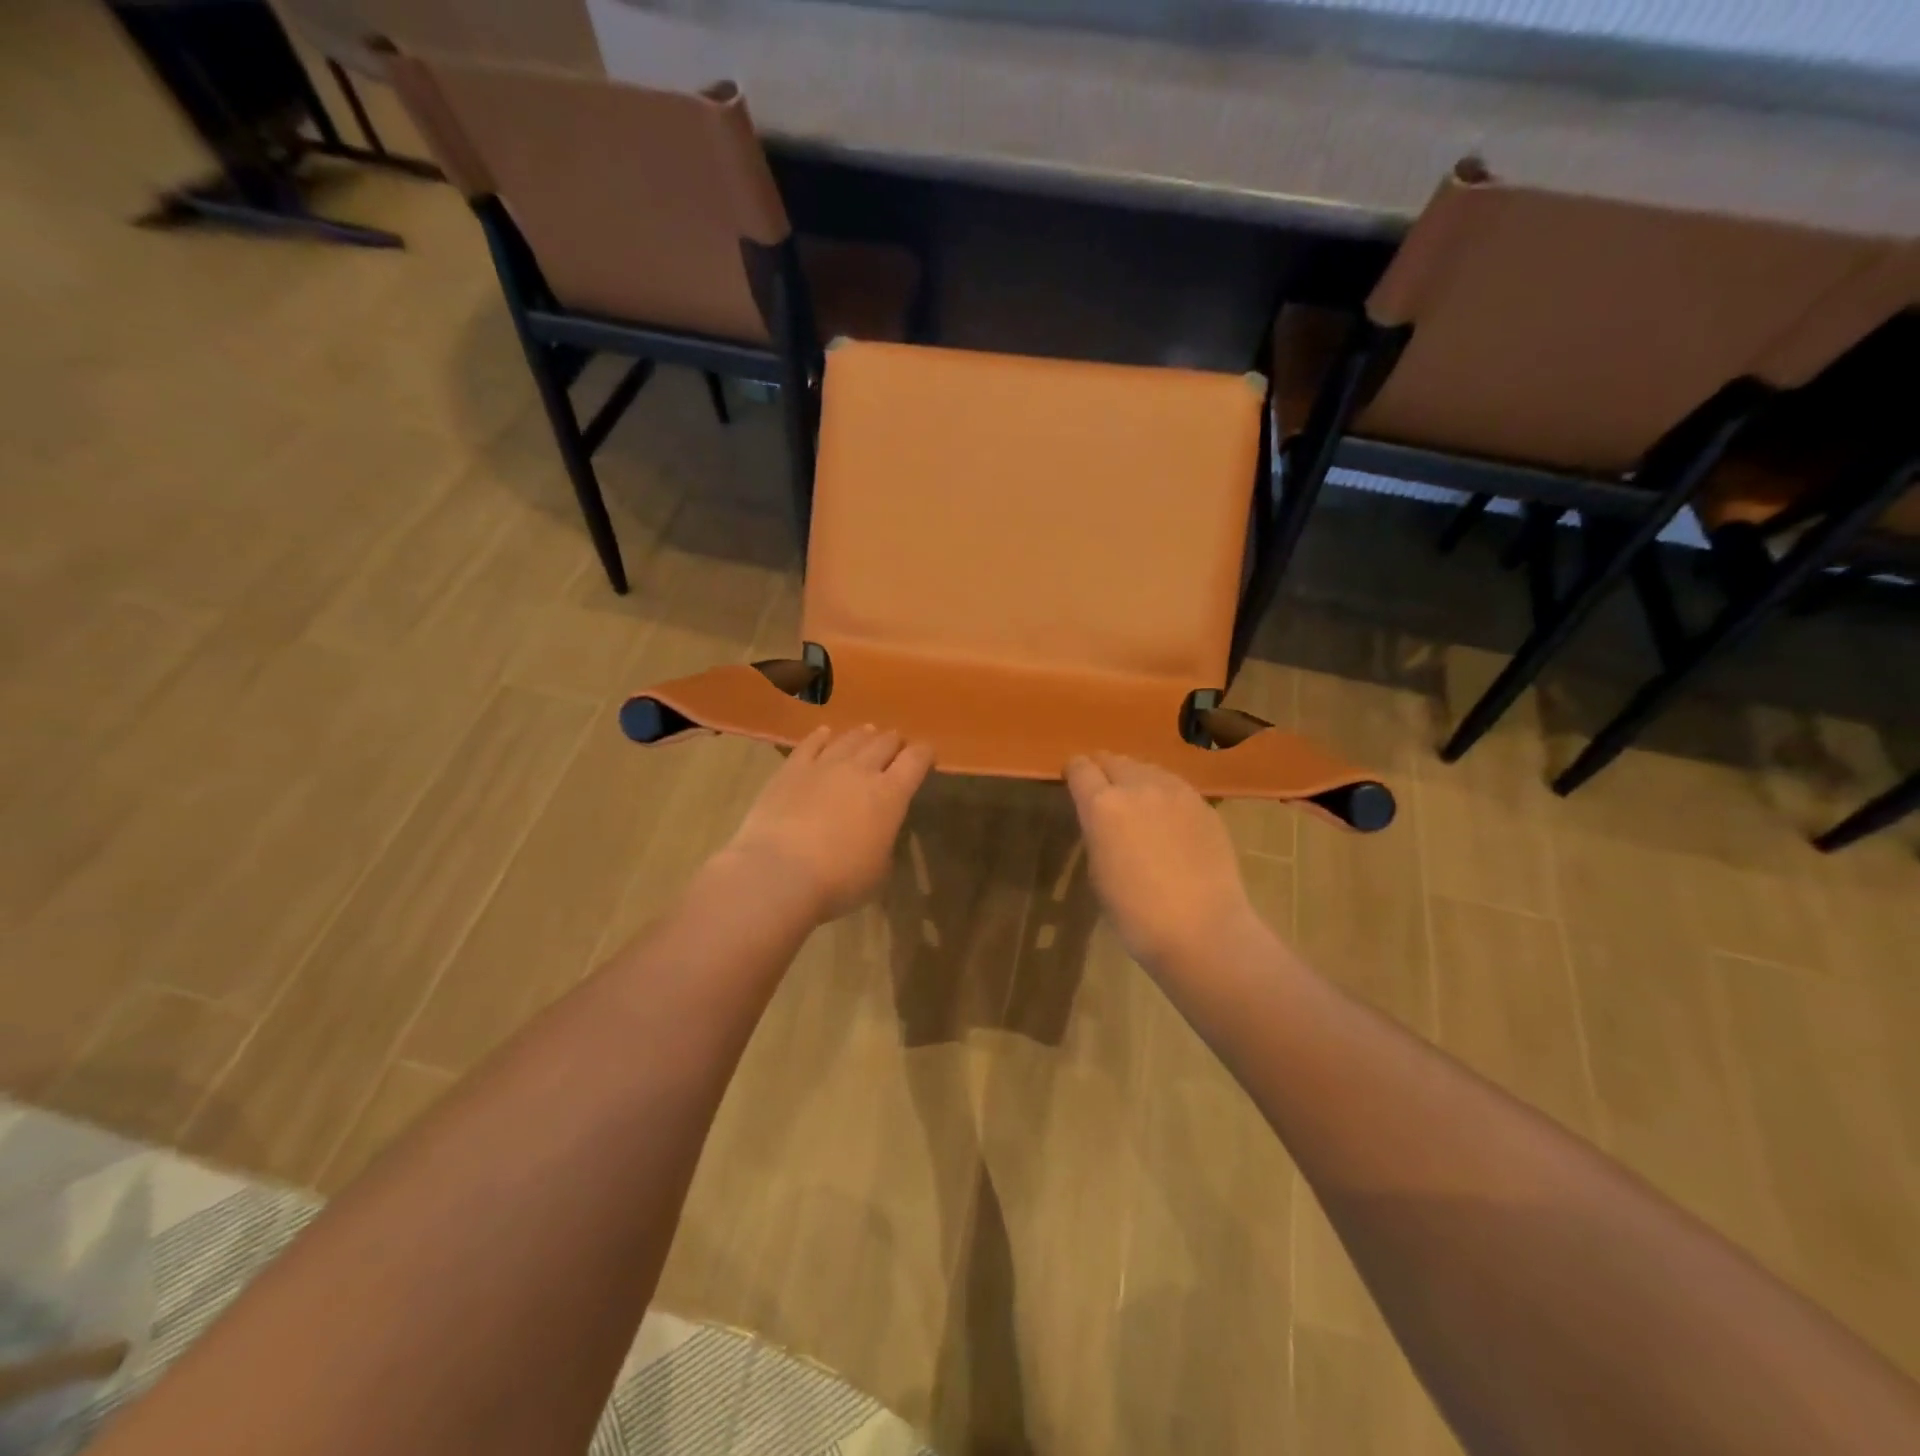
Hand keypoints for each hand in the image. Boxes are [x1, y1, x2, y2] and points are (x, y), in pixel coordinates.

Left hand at [723, 725, 933, 921]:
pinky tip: (825, 734)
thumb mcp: (879, 870)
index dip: (925, 753)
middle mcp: (861, 770)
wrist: (779, 874)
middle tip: (896, 747)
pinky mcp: (792, 769)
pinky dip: (822, 737)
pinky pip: (811, 743)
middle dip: (894, 742)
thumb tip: (880, 831)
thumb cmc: (838, 881)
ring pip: (851, 738)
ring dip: (864, 735)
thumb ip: (884, 842)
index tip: (927, 756)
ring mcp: (824, 765)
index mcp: (891, 795)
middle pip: (884, 742)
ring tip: (867, 734)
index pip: (916, 759)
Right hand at [1065, 752, 1254, 969]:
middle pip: (1114, 760)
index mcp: (1102, 805)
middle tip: (1103, 792)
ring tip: (1137, 803)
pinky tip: (1168, 820)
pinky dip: (1163, 794)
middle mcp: (1138, 786)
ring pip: (1147, 768)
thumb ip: (1097, 833)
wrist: (1203, 930)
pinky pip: (1175, 787)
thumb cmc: (1136, 913)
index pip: (1080, 768)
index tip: (1072, 782)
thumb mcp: (1098, 871)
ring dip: (1135, 779)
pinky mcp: (1204, 805)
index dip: (1074, 772)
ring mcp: (1176, 792)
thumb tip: (1103, 819)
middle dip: (1103, 770)